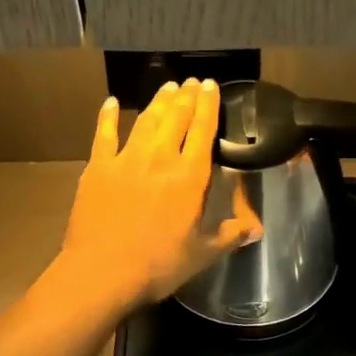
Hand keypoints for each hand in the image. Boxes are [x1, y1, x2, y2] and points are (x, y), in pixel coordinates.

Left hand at [55, 79, 260, 313]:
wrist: (101, 273)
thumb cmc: (157, 266)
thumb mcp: (201, 255)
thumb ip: (229, 236)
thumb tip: (258, 229)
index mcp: (189, 177)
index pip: (203, 131)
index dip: (209, 105)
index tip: (211, 85)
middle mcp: (160, 158)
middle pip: (176, 117)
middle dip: (187, 96)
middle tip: (192, 82)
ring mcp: (126, 159)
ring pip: (146, 120)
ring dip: (159, 101)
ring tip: (168, 86)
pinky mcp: (98, 167)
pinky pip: (104, 134)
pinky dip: (107, 116)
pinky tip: (111, 102)